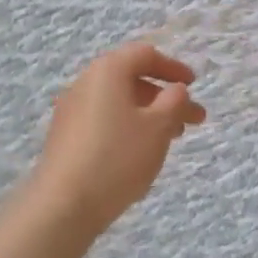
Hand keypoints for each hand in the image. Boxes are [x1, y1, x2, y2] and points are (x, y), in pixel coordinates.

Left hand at [27, 42, 206, 238]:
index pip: (144, 54)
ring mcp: (71, 109)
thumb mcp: (157, 127)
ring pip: (118, 102)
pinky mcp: (65, 135)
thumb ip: (174, 101)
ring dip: (149, 113)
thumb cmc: (118, 157)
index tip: (194, 85)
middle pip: (131, 79)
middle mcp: (85, 82)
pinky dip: (128, 126)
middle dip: (165, 97)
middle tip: (192, 120)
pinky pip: (104, 119)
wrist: (64, 203)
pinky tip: (141, 151)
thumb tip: (175, 88)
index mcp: (107, 70)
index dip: (173, 67)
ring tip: (172, 138)